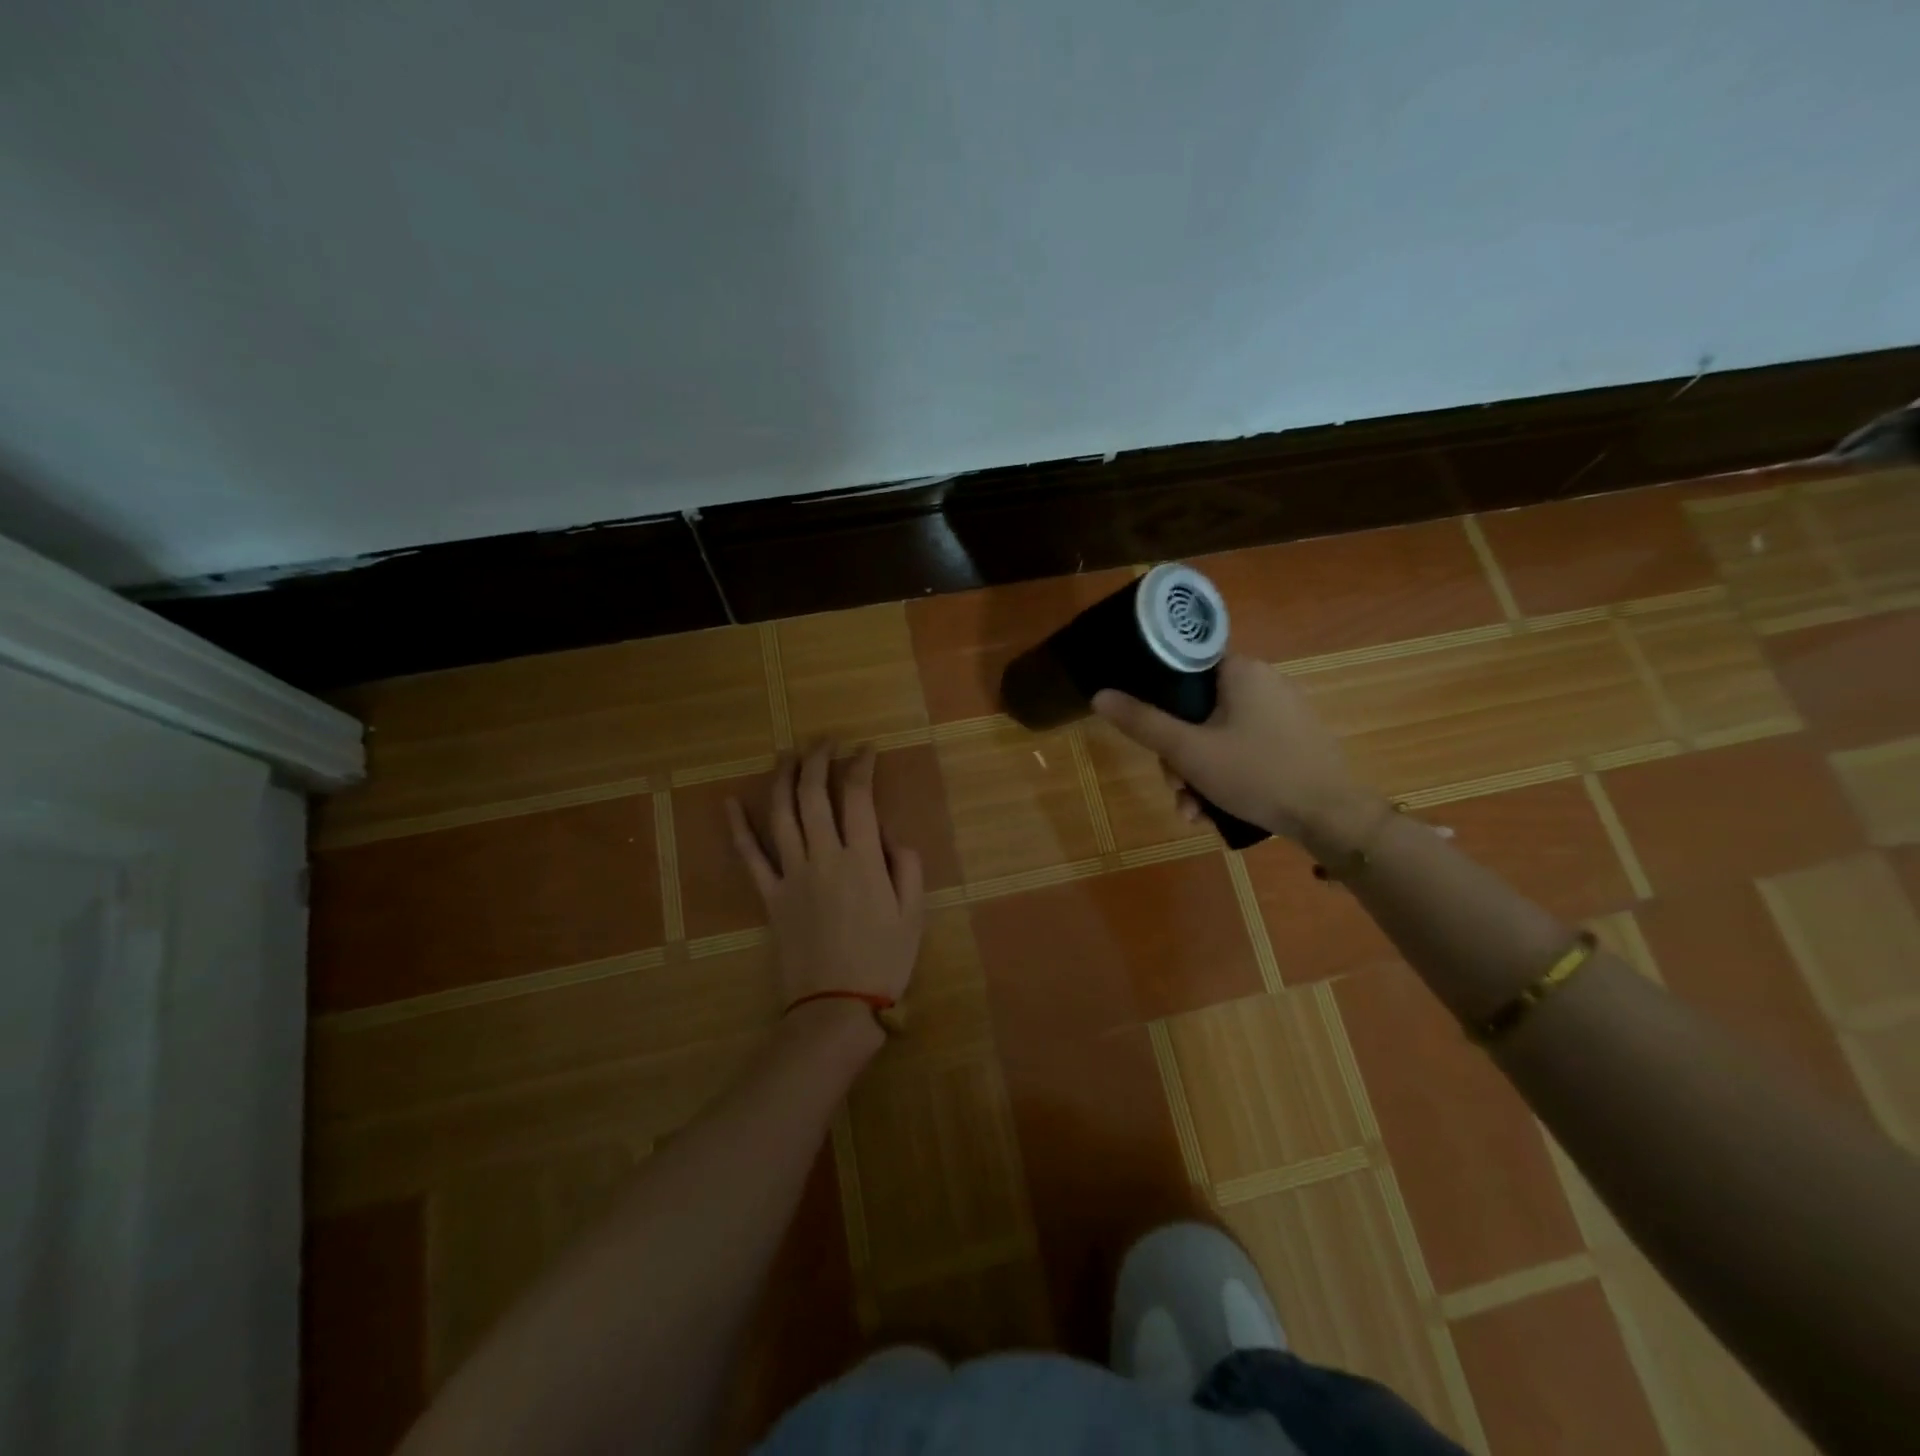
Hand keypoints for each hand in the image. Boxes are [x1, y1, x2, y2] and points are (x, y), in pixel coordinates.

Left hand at [727, 742, 925, 1008]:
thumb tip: (887, 835)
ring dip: (782, 779)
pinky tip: (730, 802)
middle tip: (824, 741)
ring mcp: (791, 874)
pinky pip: (749, 856)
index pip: (857, 796)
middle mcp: (823, 857)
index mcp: (861, 859)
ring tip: (788, 755)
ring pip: (780, 815)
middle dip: (818, 760)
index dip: (860, 766)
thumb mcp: (914, 913)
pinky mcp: (770, 896)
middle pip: (813, 795)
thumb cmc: (883, 960)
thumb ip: (906, 866)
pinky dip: (738, 828)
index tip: (865, 749)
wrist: (835, 1006)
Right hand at [1092, 654, 1370, 842]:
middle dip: (1178, 757)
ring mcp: (1282, 713)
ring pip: (1217, 736)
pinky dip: (1224, 776)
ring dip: (1196, 775)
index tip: (1152, 737)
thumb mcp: (1189, 751)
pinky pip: (1243, 749)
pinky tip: (1215, 812)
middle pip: (1197, 711)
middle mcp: (1264, 682)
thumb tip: (1099, 695)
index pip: (1184, 668)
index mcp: (1241, 670)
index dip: (1158, 701)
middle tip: (1176, 789)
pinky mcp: (1293, 741)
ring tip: (1194, 813)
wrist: (1331, 817)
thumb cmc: (1256, 773)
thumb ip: (1142, 722)